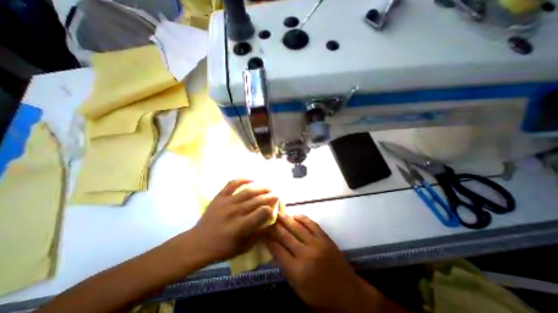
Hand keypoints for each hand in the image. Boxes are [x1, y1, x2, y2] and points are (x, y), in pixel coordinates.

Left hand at [190, 179, 277, 263]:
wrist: (197, 243)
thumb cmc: (222, 248)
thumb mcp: (243, 247)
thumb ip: (258, 234)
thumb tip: (270, 222)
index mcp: (240, 227)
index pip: (261, 213)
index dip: (271, 208)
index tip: (276, 206)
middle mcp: (234, 212)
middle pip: (257, 200)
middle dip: (269, 196)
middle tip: (276, 194)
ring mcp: (226, 202)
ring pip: (248, 191)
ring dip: (261, 188)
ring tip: (268, 187)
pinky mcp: (219, 197)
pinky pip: (232, 184)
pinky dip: (242, 179)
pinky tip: (252, 179)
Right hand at [266, 214, 379, 310]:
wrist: (347, 293)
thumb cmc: (319, 295)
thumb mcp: (298, 288)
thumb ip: (285, 267)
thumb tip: (275, 248)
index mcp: (297, 271)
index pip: (277, 251)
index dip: (268, 240)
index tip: (263, 232)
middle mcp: (305, 255)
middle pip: (285, 236)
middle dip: (275, 227)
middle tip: (268, 219)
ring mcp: (317, 244)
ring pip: (297, 228)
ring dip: (286, 220)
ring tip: (279, 214)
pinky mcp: (325, 238)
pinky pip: (312, 224)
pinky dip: (303, 218)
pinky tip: (296, 215)